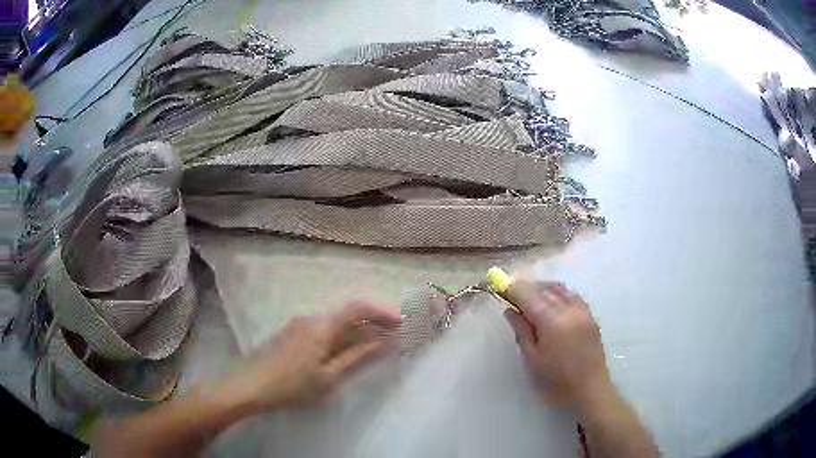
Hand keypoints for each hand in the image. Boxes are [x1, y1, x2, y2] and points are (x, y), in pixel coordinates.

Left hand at [223, 299, 400, 410]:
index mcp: (322, 326)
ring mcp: (298, 325)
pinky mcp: (291, 334)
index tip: (401, 322)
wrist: (249, 386)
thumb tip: (382, 342)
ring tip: (374, 346)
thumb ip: (356, 357)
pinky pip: (323, 330)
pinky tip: (345, 351)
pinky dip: (340, 337)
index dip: (382, 312)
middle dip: (372, 323)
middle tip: (393, 336)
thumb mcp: (328, 377)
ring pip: (335, 323)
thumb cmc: (291, 385)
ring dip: (357, 331)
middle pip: (347, 315)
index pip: (358, 308)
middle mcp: (311, 319)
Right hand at [503, 282, 610, 407]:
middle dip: (525, 288)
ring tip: (528, 298)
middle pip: (543, 288)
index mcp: (551, 321)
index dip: (511, 288)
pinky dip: (557, 293)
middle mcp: (568, 309)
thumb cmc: (556, 381)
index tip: (498, 287)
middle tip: (510, 295)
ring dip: (541, 288)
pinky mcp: (590, 315)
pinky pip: (571, 295)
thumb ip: (521, 330)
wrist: (590, 390)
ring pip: (559, 288)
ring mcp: (582, 310)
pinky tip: (550, 303)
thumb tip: (509, 310)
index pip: (527, 294)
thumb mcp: (532, 358)